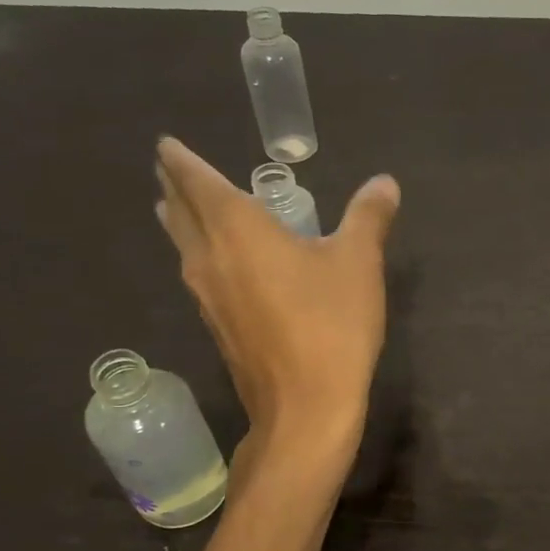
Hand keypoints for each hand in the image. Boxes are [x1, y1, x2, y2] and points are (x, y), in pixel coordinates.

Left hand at [154, 137, 398, 453]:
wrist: (306, 406)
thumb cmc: (332, 324)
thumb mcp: (359, 263)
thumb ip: (368, 218)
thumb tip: (384, 183)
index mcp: (238, 230)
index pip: (198, 182)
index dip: (181, 160)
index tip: (165, 144)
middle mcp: (211, 258)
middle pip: (180, 213)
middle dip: (174, 187)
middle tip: (168, 168)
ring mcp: (208, 297)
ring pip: (183, 247)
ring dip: (179, 222)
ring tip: (177, 208)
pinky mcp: (218, 327)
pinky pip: (197, 276)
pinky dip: (198, 255)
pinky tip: (216, 265)